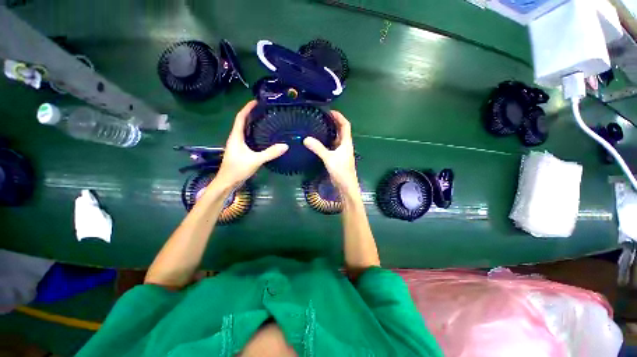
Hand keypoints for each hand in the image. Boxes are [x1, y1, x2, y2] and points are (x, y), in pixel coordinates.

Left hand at [215, 101, 287, 188]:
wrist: (227, 183)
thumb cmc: (237, 169)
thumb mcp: (255, 160)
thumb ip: (270, 153)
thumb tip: (286, 146)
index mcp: (236, 136)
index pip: (240, 117)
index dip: (247, 108)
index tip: (257, 101)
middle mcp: (235, 138)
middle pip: (242, 122)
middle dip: (251, 114)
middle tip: (265, 111)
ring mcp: (238, 145)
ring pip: (245, 130)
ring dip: (253, 124)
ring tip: (265, 121)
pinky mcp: (241, 151)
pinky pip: (248, 138)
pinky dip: (254, 134)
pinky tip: (263, 137)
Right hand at [304, 111, 358, 196]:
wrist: (346, 186)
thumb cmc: (341, 171)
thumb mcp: (329, 158)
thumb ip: (318, 148)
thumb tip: (306, 139)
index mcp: (346, 143)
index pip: (345, 125)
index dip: (339, 117)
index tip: (330, 111)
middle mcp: (345, 145)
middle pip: (341, 130)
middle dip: (334, 122)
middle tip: (322, 117)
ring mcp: (342, 152)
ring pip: (337, 138)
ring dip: (331, 132)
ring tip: (320, 127)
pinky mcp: (338, 158)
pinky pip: (333, 146)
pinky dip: (328, 141)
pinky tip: (320, 142)